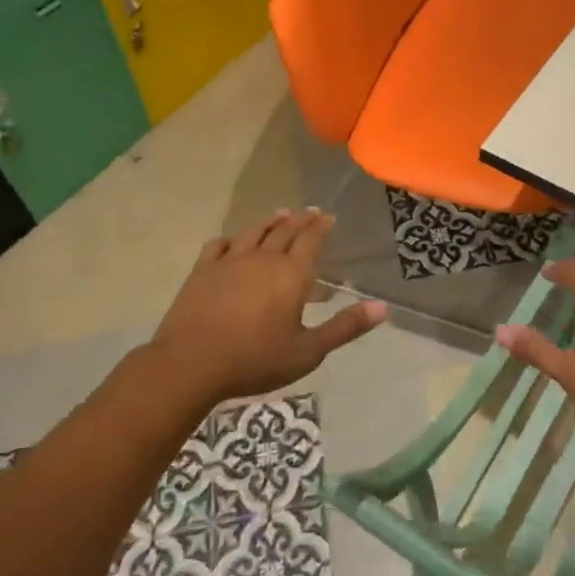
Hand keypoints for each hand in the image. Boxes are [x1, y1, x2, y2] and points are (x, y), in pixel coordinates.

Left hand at [149, 209, 386, 404]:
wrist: (191, 364)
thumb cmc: (255, 359)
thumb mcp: (308, 351)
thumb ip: (345, 327)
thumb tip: (383, 308)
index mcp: (291, 274)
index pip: (311, 240)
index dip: (322, 227)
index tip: (329, 217)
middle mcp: (263, 258)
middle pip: (285, 230)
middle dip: (300, 219)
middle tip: (310, 211)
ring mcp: (230, 261)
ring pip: (254, 232)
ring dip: (270, 221)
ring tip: (280, 214)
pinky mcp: (202, 270)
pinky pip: (219, 245)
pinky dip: (231, 238)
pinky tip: (233, 240)